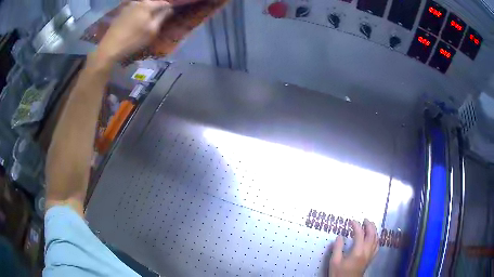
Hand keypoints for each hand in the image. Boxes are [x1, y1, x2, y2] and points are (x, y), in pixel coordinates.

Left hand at [96, 0, 171, 62]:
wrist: (109, 49)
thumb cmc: (133, 40)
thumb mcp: (152, 30)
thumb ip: (163, 16)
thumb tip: (170, 9)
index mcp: (147, 4)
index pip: (164, 3)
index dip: (169, 9)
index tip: (170, 16)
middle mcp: (138, 2)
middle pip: (152, 3)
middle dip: (157, 10)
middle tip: (159, 20)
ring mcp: (128, 7)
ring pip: (142, 7)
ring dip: (147, 12)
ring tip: (148, 22)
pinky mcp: (120, 14)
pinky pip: (134, 11)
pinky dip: (138, 15)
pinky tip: (137, 23)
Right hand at [329, 219, 378, 276]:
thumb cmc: (339, 273)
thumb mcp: (335, 262)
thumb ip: (337, 248)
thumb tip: (339, 236)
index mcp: (358, 251)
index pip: (360, 234)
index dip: (356, 226)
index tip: (351, 221)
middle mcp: (366, 252)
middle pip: (372, 235)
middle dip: (369, 225)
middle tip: (364, 220)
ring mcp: (370, 255)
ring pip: (376, 239)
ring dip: (374, 231)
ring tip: (369, 226)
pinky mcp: (370, 259)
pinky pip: (377, 246)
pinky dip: (376, 239)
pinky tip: (373, 238)